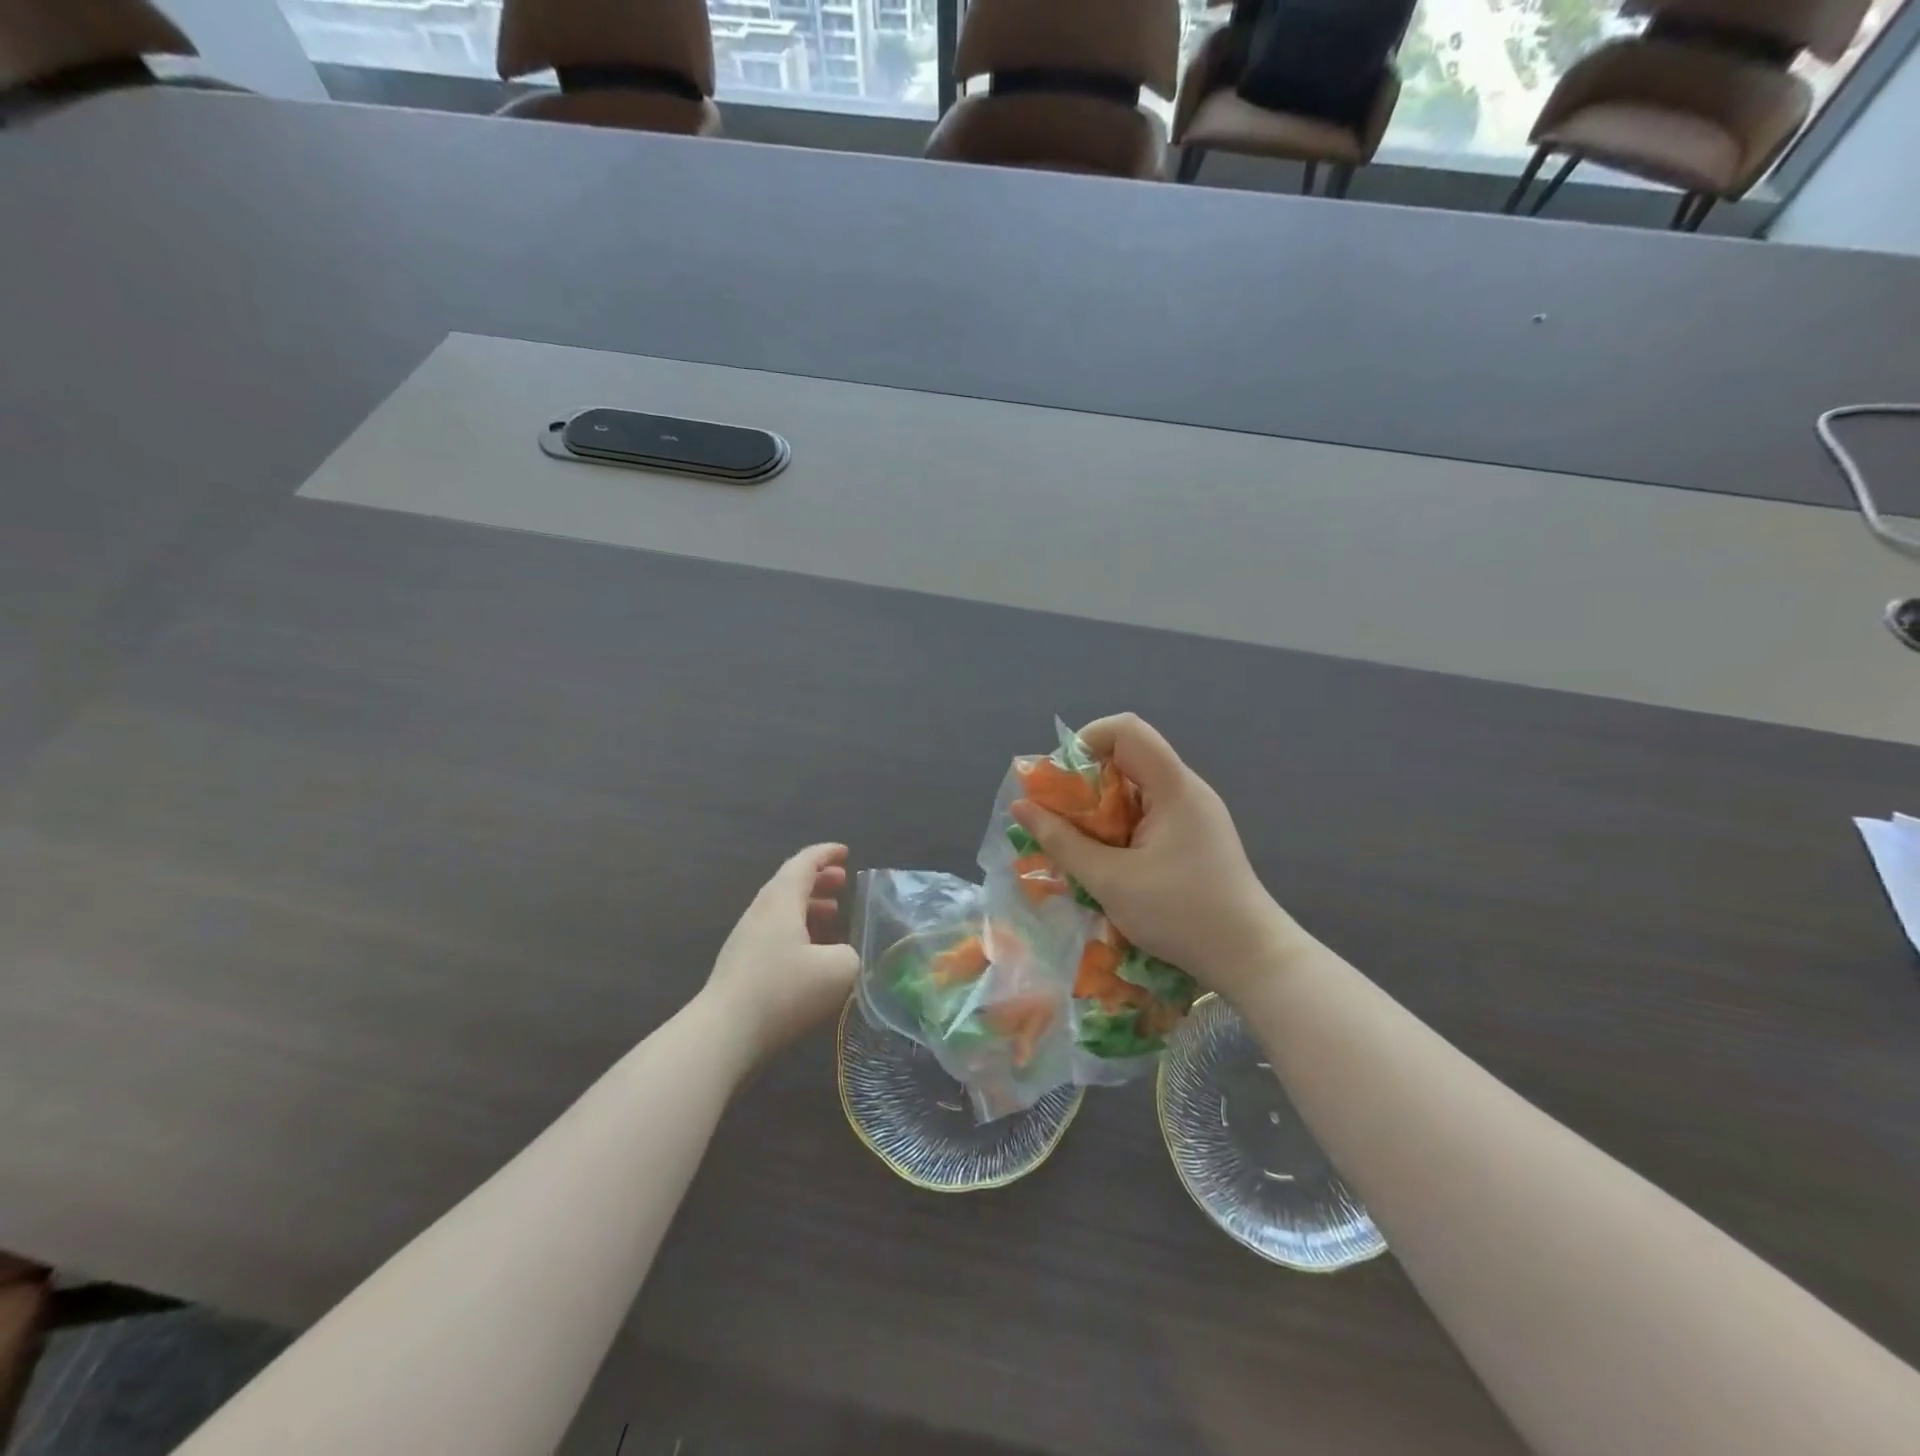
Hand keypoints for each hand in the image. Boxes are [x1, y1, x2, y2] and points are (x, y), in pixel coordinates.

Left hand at [700, 844, 859, 1067]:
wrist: (723, 1033)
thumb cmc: (783, 991)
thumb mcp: (838, 970)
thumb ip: (851, 953)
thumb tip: (845, 954)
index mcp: (781, 900)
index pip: (804, 863)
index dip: (826, 854)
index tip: (846, 852)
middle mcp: (761, 911)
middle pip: (789, 883)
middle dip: (819, 879)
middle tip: (843, 884)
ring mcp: (746, 938)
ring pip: (781, 910)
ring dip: (809, 906)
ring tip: (834, 917)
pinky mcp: (741, 964)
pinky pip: (774, 933)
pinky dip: (797, 930)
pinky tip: (812, 954)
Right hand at [1010, 715, 1303, 1002]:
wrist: (1252, 958)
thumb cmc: (1181, 915)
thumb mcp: (1110, 880)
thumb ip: (1062, 841)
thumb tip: (1021, 807)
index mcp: (1174, 787)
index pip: (1127, 730)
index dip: (1086, 741)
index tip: (1059, 780)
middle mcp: (1186, 790)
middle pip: (1128, 758)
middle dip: (1085, 782)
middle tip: (1058, 818)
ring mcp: (1194, 813)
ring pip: (1135, 788)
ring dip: (1100, 808)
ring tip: (1077, 843)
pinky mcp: (1194, 836)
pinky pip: (1148, 812)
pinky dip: (1119, 825)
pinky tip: (1107, 859)